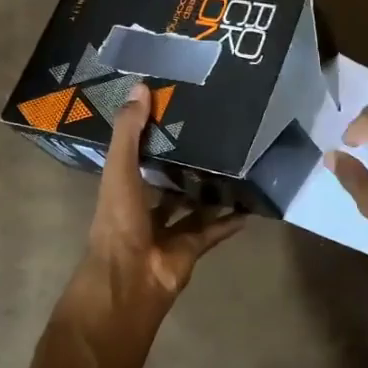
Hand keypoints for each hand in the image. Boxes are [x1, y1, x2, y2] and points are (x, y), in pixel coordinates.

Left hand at [82, 82, 243, 305]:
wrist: (129, 281)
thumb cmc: (118, 221)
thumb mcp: (119, 169)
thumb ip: (129, 132)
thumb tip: (140, 87)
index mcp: (122, 188)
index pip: (135, 156)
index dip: (150, 135)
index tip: (173, 111)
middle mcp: (143, 208)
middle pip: (166, 182)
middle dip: (184, 164)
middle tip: (212, 137)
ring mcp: (168, 231)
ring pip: (192, 207)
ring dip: (209, 192)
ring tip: (234, 167)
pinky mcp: (190, 249)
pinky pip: (213, 231)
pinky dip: (229, 221)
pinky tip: (248, 205)